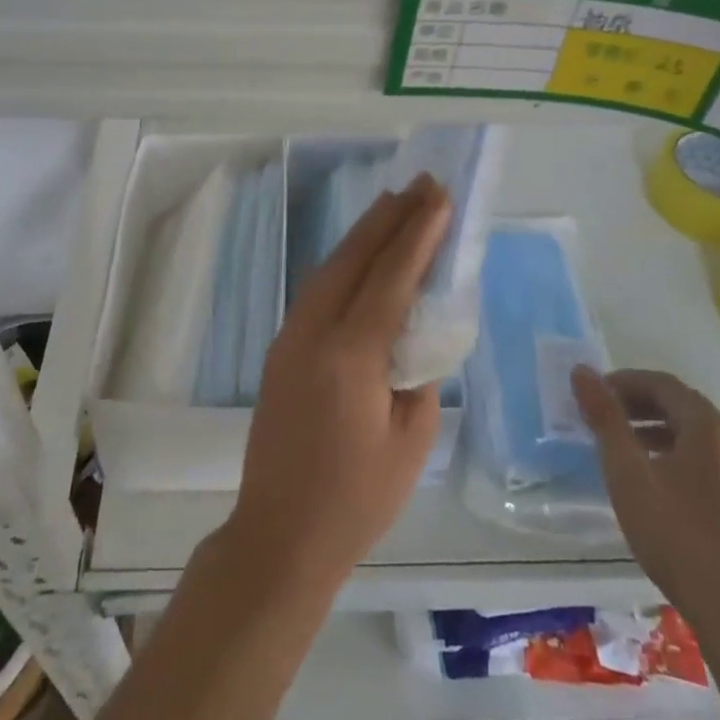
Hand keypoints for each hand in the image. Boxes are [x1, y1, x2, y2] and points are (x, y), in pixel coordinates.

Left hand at [224, 179, 450, 591]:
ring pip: (330, 267)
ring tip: (394, 205)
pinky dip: (344, 262)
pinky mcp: (281, 348)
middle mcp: (313, 332)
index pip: (390, 277)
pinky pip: (317, 289)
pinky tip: (360, 255)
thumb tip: (415, 332)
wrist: (279, 535)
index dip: (417, 234)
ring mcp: (290, 337)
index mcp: (350, 356)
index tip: (439, 198)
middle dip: (389, 217)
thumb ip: (418, 374)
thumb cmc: (356, 499)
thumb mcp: (411, 440)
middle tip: (421, 185)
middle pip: (354, 258)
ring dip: (363, 234)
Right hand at [572, 367, 719, 645]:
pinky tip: (656, 483)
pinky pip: (709, 460)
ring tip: (623, 449)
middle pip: (682, 405)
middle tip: (603, 418)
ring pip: (696, 435)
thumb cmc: (678, 537)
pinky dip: (677, 454)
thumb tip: (582, 371)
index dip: (624, 382)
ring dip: (657, 429)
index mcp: (709, 427)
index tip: (593, 395)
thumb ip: (605, 419)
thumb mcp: (628, 474)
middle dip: (638, 404)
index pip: (662, 383)